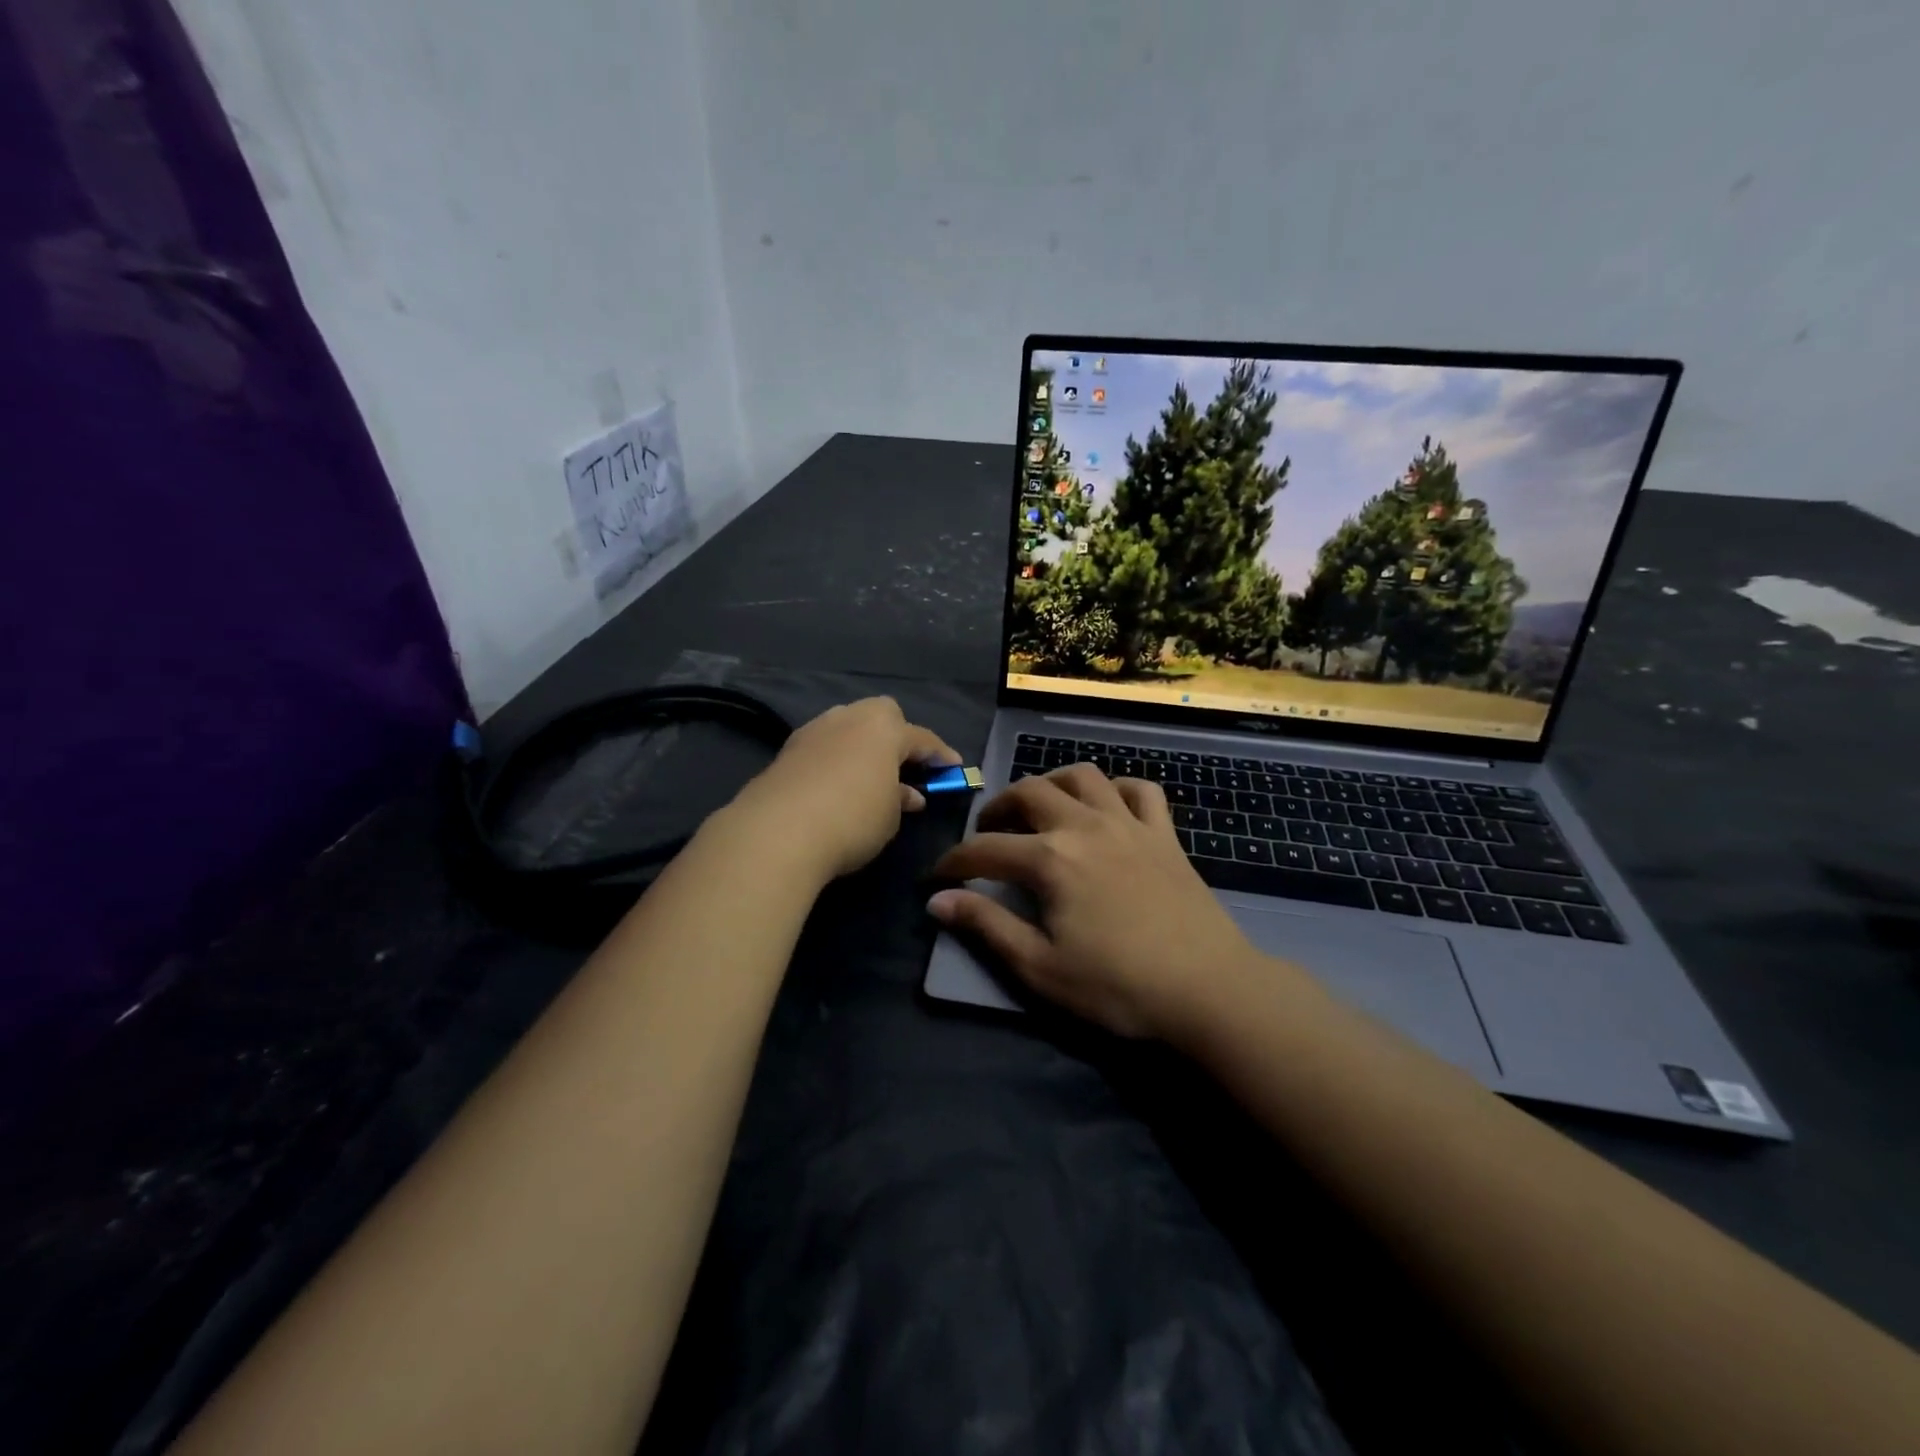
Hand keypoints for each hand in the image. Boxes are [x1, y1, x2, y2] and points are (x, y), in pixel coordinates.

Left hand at [729, 697, 960, 881]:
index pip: (922, 738)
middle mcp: (848, 718)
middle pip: (881, 716)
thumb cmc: (852, 819)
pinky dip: (836, 759)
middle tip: (905, 766)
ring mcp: (814, 730)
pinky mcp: (787, 750)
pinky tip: (837, 785)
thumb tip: (907, 794)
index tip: (954, 770)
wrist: (777, 832)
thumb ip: (901, 799)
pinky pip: (824, 747)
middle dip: (896, 735)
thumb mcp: (889, 817)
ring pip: (847, 727)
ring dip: (862, 746)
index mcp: (883, 728)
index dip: (941, 756)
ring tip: (869, 777)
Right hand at [927, 765, 1262, 1040]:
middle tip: (987, 834)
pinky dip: (1116, 789)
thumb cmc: (1118, 986)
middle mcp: (1085, 826)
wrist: (1208, 989)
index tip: (935, 878)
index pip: (985, 849)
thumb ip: (987, 927)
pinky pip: (1139, 790)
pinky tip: (1106, 808)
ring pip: (1082, 777)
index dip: (953, 862)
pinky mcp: (1164, 833)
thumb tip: (937, 901)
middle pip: (1029, 792)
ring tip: (1040, 809)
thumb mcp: (1040, 967)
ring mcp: (1128, 824)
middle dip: (997, 808)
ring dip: (1052, 784)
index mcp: (1050, 859)